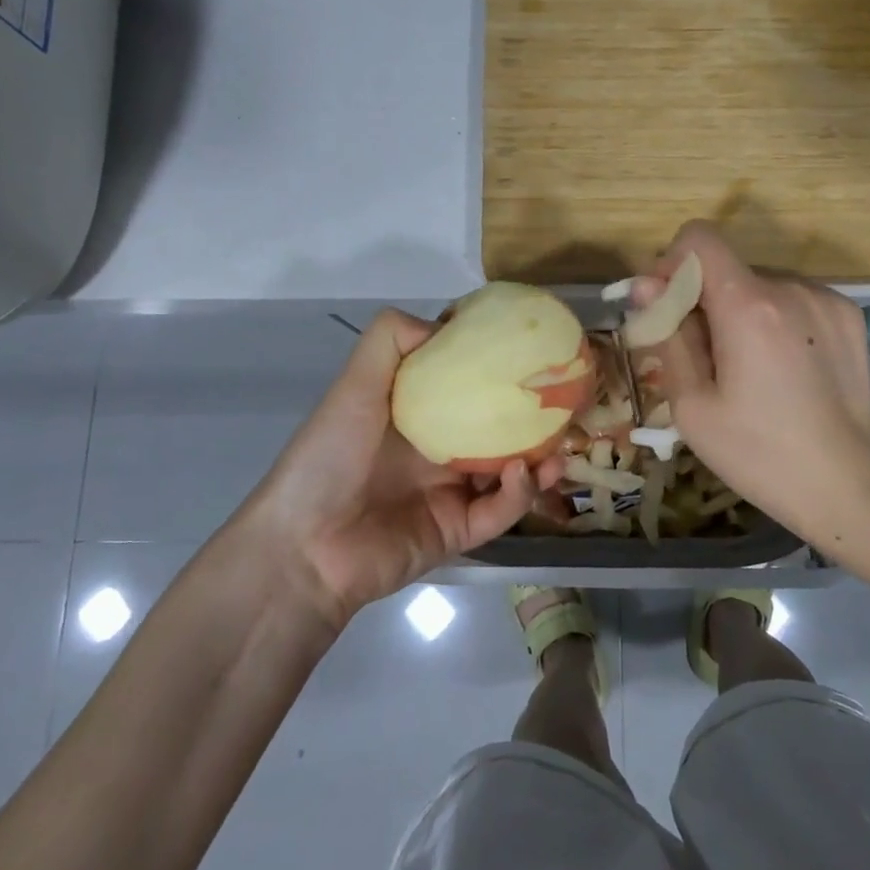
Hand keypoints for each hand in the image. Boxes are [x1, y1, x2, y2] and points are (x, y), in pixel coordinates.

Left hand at [241, 310, 556, 623]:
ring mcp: (451, 491)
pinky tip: (523, 475)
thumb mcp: (355, 386)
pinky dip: (518, 494)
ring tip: (562, 446)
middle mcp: (438, 449)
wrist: (304, 546)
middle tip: (565, 403)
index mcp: (416, 414)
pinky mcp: (459, 532)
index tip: (530, 349)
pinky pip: (499, 512)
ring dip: (538, 459)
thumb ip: (390, 342)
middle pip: (497, 428)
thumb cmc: (329, 456)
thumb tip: (446, 323)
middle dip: (531, 417)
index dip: (495, 367)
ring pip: (509, 472)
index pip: (465, 383)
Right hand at [641, 222, 869, 551]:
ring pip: (758, 283)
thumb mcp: (691, 404)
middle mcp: (790, 287)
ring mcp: (825, 297)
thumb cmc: (756, 452)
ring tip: (749, 367)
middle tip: (705, 356)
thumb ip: (667, 334)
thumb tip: (646, 286)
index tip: (671, 308)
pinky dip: (775, 318)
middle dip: (705, 298)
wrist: (845, 484)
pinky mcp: (848, 313)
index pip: (698, 239)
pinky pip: (792, 297)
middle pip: (727, 267)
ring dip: (740, 309)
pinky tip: (783, 365)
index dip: (673, 265)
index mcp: (748, 305)